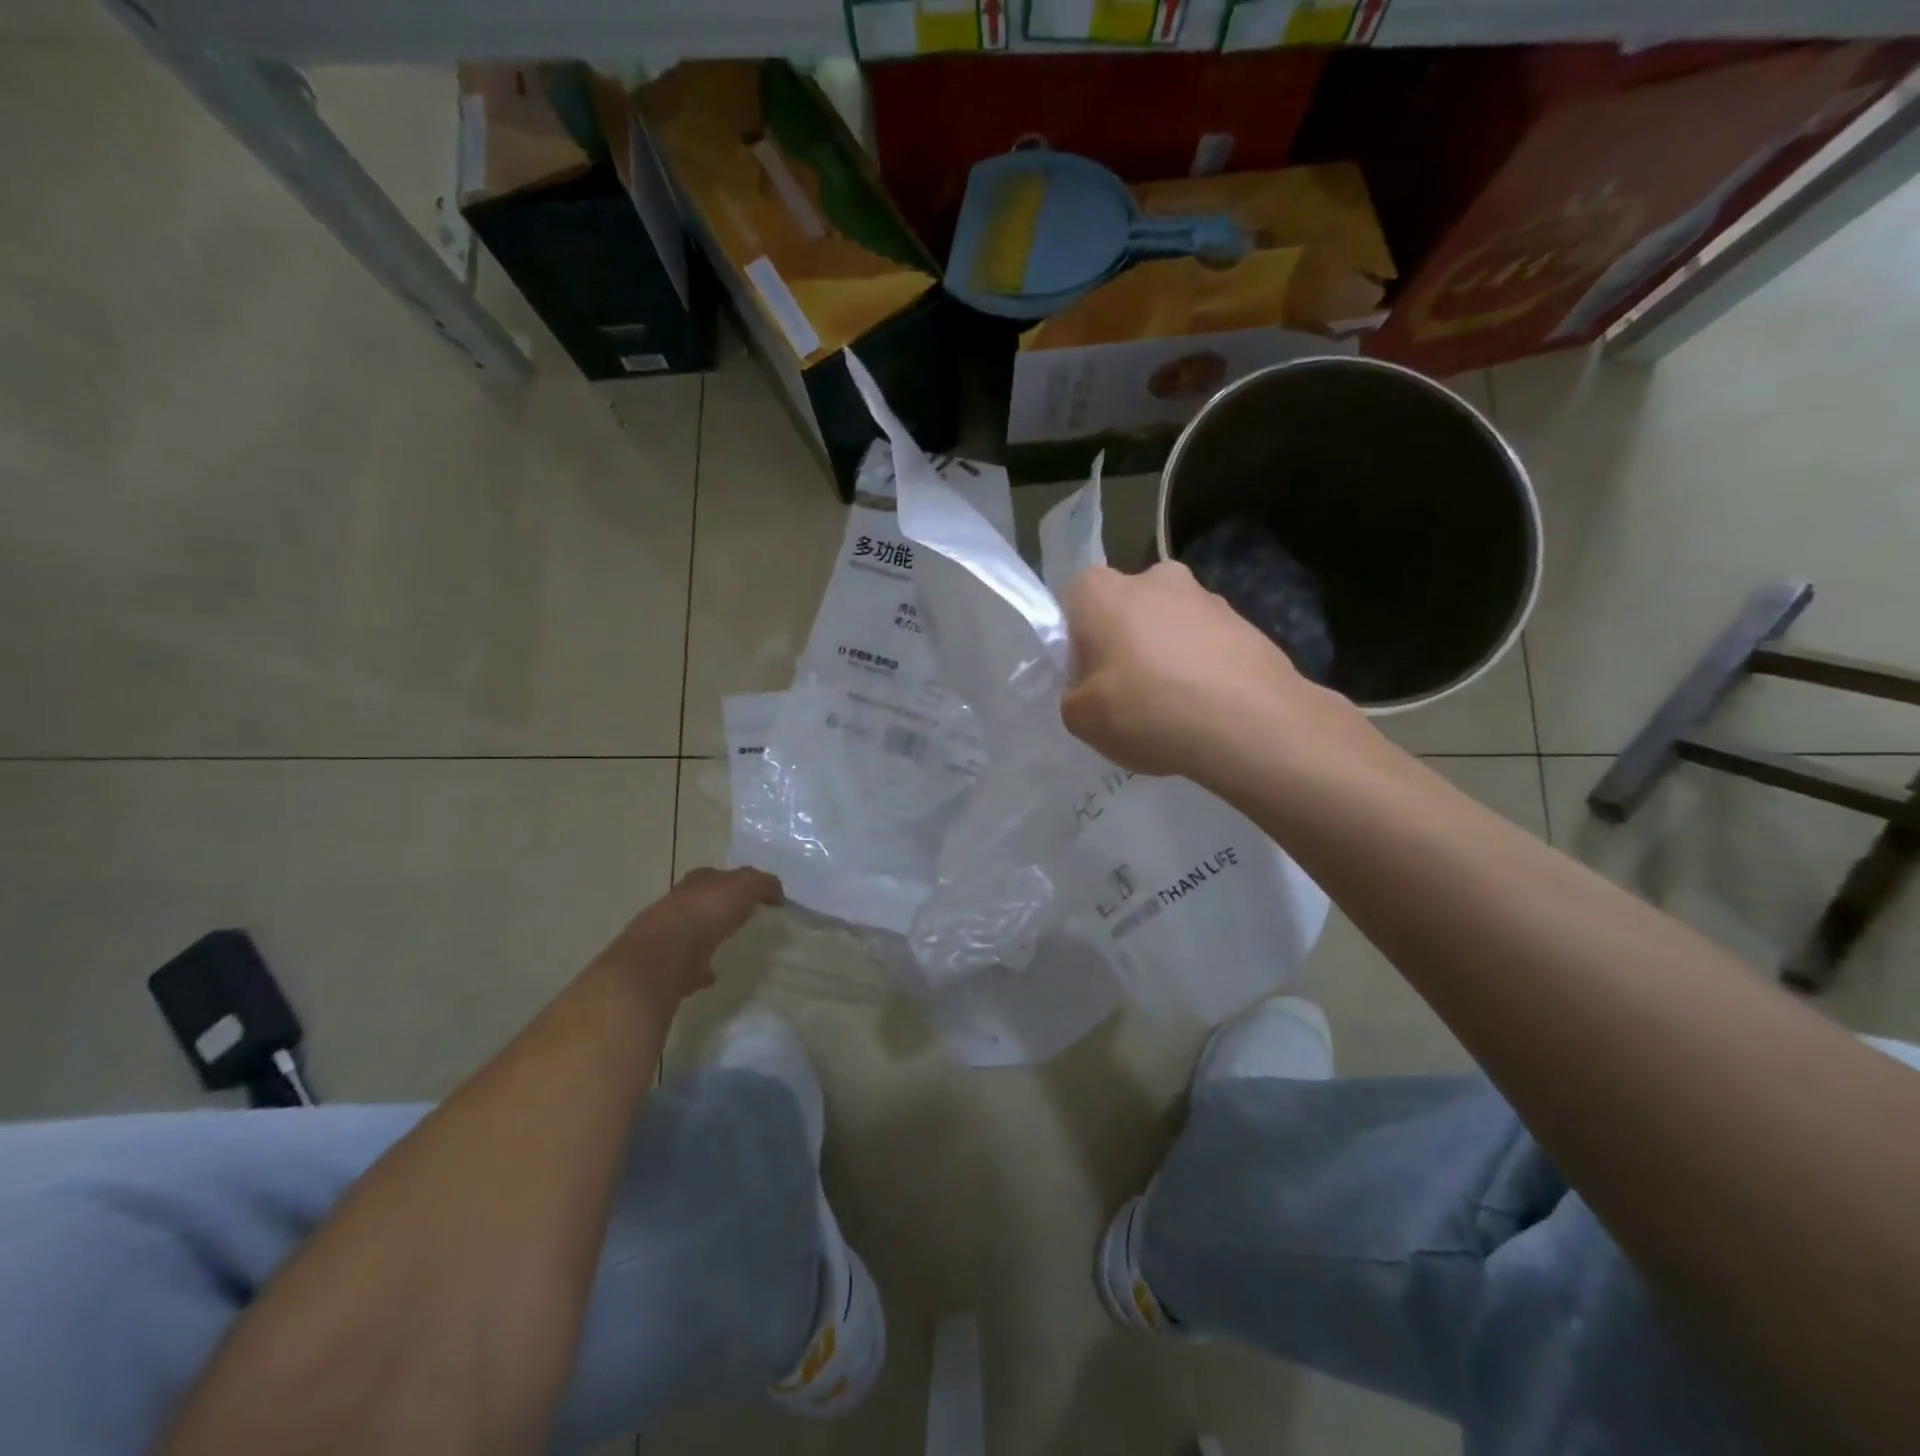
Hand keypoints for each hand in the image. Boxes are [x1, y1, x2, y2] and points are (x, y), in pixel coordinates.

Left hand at [596, 867, 783, 1008]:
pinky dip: (699, 970)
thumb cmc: (704, 914)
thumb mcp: (744, 887)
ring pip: (691, 933)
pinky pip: (687, 966)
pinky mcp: (664, 967)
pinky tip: (712, 976)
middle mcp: (678, 905)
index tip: (755, 896)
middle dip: (718, 908)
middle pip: (701, 903)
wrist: (661, 957)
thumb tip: (776, 894)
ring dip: (706, 938)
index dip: (736, 882)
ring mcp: (667, 936)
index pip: (717, 876)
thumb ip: (762, 885)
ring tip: (728, 948)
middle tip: (741, 919)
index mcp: (696, 883)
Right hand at [1060, 561, 1370, 782]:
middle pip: (1124, 610)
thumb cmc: (1148, 710)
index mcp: (1102, 590)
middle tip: (1125, 696)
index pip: (1073, 602)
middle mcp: (1154, 578)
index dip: (1075, 642)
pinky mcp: (1246, 623)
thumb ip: (1073, 695)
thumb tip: (1090, 688)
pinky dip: (1201, 671)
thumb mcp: (1080, 719)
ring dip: (1165, 657)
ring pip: (1169, 627)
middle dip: (1123, 644)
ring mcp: (1206, 597)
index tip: (1085, 678)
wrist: (1252, 723)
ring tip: (1173, 711)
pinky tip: (1205, 712)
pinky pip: (1206, 647)